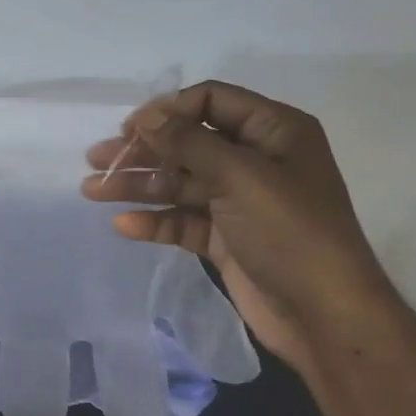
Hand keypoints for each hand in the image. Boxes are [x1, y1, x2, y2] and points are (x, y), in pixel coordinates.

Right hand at [82, 80, 396, 369]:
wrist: (323, 314)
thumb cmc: (289, 232)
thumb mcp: (240, 177)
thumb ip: (188, 143)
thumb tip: (146, 115)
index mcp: (273, 132)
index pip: (211, 102)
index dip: (168, 111)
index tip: (129, 130)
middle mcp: (256, 160)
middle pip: (188, 144)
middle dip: (142, 151)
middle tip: (96, 160)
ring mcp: (239, 201)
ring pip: (179, 183)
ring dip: (138, 185)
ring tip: (92, 191)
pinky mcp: (225, 238)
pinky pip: (183, 220)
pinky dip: (154, 221)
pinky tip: (124, 225)